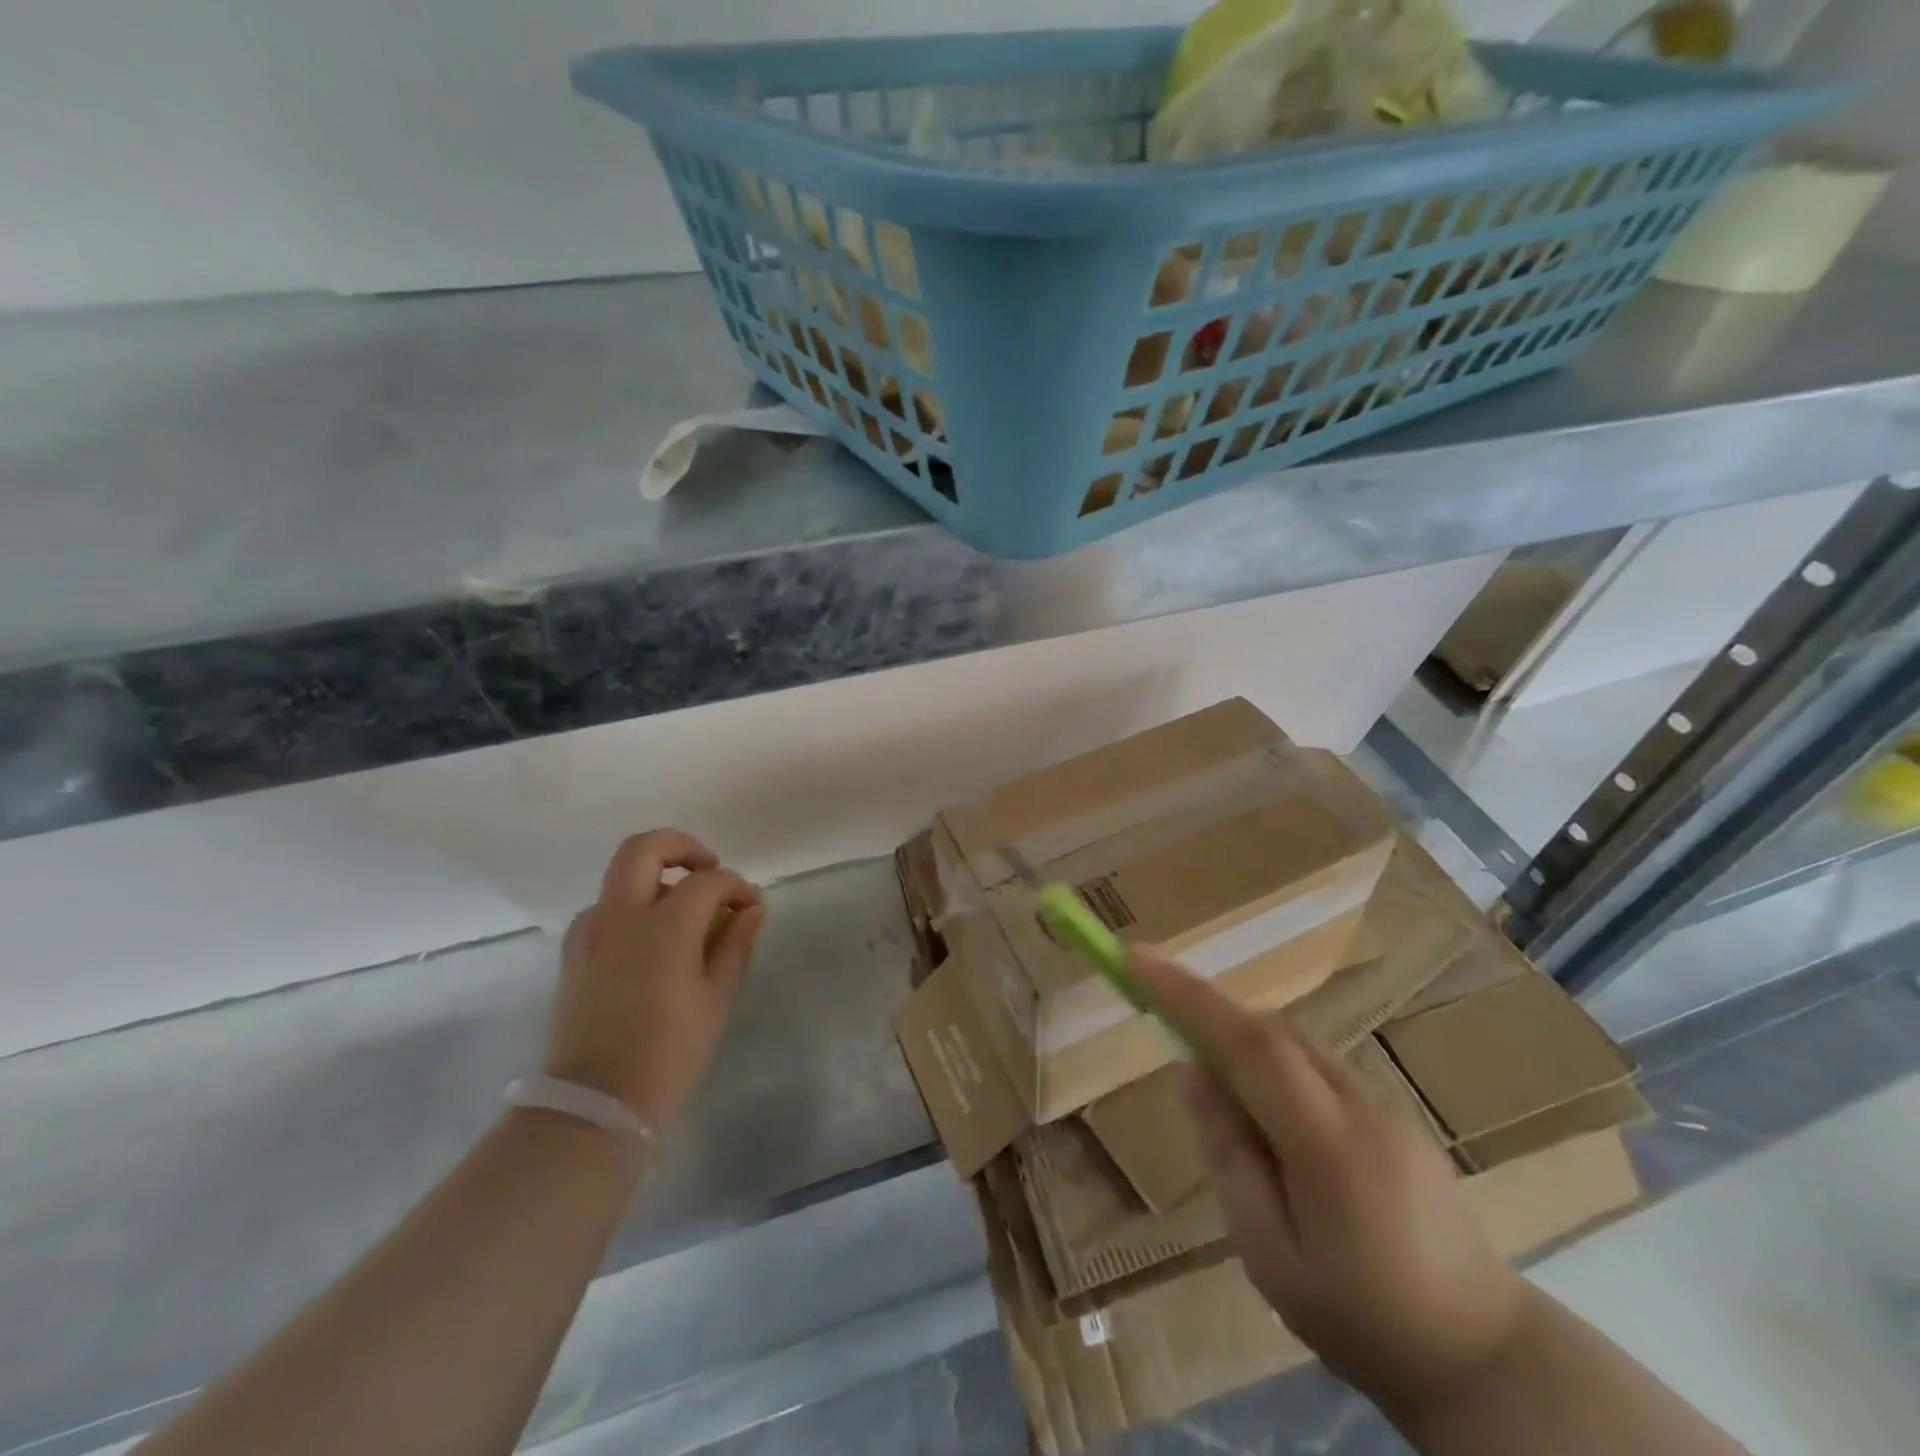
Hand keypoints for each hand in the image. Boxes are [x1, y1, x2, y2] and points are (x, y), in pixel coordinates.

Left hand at [541, 830, 766, 1133]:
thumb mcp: (715, 1002)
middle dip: (681, 845)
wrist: (592, 1107)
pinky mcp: (573, 954)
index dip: (736, 885)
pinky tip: (648, 941)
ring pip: (620, 877)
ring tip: (682, 913)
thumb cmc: (667, 1056)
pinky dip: (630, 908)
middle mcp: (621, 917)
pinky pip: (603, 910)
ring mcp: (590, 933)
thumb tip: (751, 910)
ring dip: (655, 879)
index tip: (751, 906)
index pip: (708, 881)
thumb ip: (733, 946)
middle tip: (708, 868)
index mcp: (664, 928)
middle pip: (643, 848)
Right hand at [1130, 951, 1529, 1418]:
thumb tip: (1194, 1073)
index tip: (1135, 957)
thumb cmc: (1361, 1317)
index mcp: (1325, 1139)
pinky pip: (1316, 1065)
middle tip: (1163, 1032)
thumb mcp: (1269, 1253)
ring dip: (1243, 1049)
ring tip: (1225, 1106)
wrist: (1486, 1357)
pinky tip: (1273, 1124)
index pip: (1246, 1040)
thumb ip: (1228, 1153)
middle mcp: (1358, 1100)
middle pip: (1268, 1031)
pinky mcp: (1394, 1111)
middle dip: (1209, 1018)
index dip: (1186, 993)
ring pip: (1293, 1045)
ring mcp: (1384, 1101)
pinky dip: (1276, 1067)